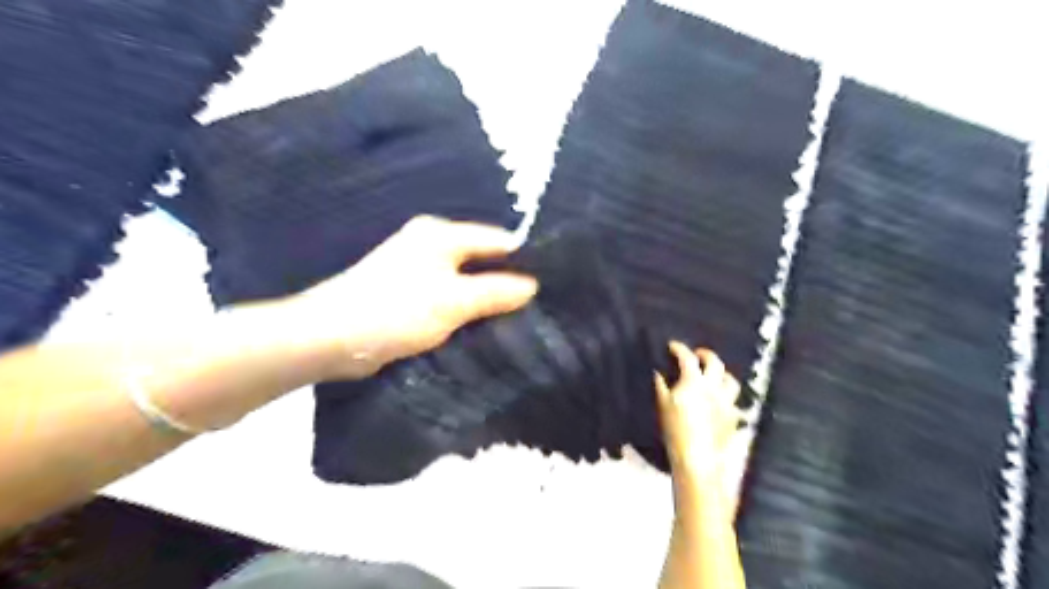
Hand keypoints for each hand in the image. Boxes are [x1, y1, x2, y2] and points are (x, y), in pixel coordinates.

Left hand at [283, 215, 534, 379]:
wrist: (332, 338)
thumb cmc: (397, 310)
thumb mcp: (454, 300)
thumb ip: (495, 291)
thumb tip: (532, 285)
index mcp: (441, 234)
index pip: (496, 240)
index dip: (523, 259)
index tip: (548, 283)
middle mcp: (430, 244)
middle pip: (480, 259)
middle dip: (505, 280)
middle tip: (536, 304)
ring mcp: (417, 269)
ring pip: (465, 280)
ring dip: (485, 297)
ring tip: (517, 316)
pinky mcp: (409, 293)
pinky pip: (448, 296)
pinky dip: (465, 307)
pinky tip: (482, 323)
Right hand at [654, 342, 744, 484]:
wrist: (698, 458)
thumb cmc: (675, 430)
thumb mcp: (663, 405)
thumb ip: (661, 385)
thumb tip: (657, 372)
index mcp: (694, 382)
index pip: (687, 358)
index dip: (679, 348)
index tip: (673, 345)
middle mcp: (714, 388)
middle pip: (715, 363)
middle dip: (705, 355)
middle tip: (697, 355)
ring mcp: (727, 402)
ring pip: (731, 381)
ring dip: (722, 375)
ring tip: (714, 376)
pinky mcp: (734, 418)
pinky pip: (735, 402)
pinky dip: (727, 398)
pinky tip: (720, 403)